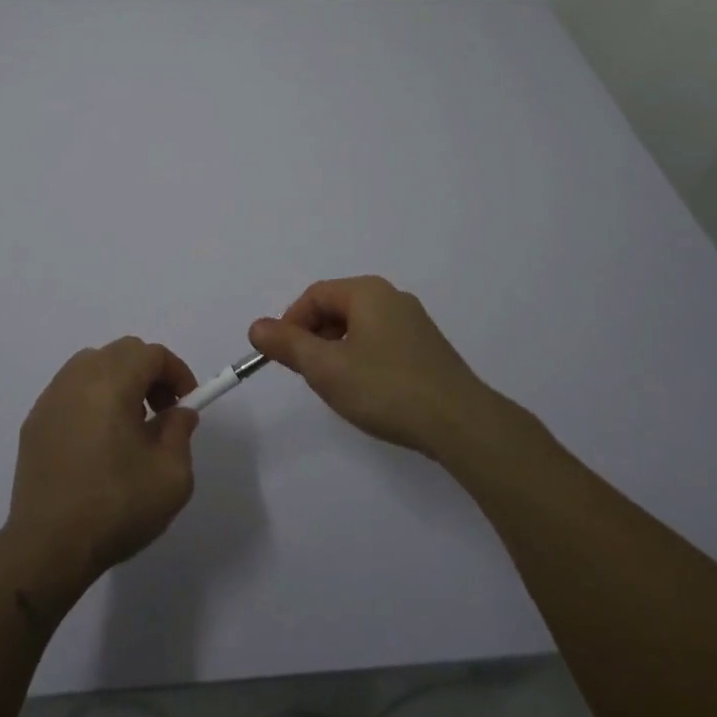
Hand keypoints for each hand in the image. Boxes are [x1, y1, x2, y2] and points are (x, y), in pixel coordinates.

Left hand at [5, 337, 199, 596]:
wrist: (47, 548)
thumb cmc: (115, 507)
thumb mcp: (171, 476)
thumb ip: (180, 432)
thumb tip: (178, 413)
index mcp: (111, 383)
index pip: (150, 354)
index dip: (176, 372)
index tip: (187, 402)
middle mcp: (77, 379)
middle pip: (121, 353)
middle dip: (149, 373)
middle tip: (162, 412)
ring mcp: (50, 398)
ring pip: (93, 366)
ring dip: (119, 382)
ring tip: (130, 426)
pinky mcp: (34, 422)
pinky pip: (71, 391)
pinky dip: (92, 399)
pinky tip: (98, 442)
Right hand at [248, 276, 491, 455]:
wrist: (460, 423)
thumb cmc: (386, 388)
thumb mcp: (326, 368)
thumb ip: (288, 345)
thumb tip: (256, 327)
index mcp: (368, 292)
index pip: (315, 295)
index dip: (291, 323)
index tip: (283, 356)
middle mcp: (392, 298)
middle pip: (337, 308)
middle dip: (314, 338)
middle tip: (308, 374)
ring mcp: (414, 323)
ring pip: (359, 328)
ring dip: (338, 351)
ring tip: (336, 386)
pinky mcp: (427, 349)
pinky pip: (381, 342)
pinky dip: (362, 359)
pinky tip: (367, 391)